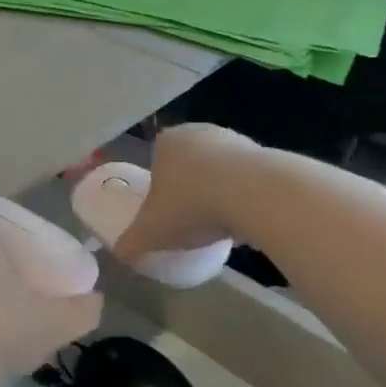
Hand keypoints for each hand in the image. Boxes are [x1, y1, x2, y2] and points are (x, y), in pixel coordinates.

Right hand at [114, 125, 260, 264]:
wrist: (256, 196)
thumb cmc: (191, 206)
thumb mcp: (151, 232)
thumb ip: (131, 243)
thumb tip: (118, 254)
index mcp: (167, 142)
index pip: (156, 160)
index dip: (158, 188)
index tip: (164, 213)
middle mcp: (199, 132)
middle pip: (189, 165)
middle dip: (189, 189)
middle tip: (190, 220)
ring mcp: (236, 140)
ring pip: (220, 171)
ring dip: (218, 193)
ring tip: (219, 225)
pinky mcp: (267, 155)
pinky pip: (248, 180)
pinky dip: (246, 198)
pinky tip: (246, 222)